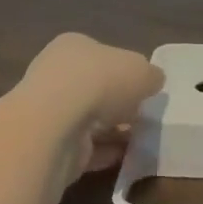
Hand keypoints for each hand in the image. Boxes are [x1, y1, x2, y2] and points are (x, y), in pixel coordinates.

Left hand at [21, 33, 163, 177]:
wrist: (57, 125)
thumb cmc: (101, 82)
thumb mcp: (142, 70)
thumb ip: (150, 75)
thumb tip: (153, 81)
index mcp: (74, 46)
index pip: (102, 56)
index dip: (125, 71)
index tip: (144, 89)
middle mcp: (56, 75)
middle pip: (94, 88)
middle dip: (119, 103)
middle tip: (144, 115)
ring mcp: (49, 111)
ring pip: (89, 119)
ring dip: (113, 130)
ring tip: (141, 139)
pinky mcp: (49, 145)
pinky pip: (83, 147)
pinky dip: (103, 152)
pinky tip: (125, 157)